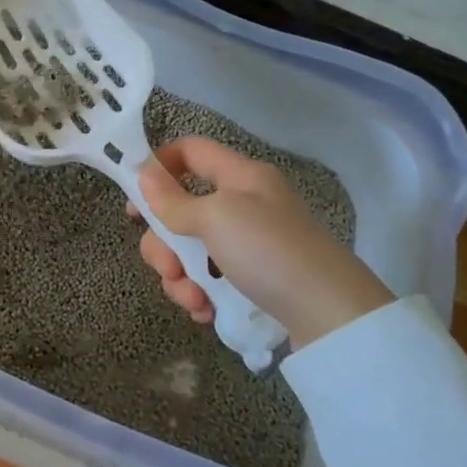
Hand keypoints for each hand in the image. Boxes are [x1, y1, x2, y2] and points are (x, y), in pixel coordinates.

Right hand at [131, 137, 394, 349]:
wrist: (332, 316)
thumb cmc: (270, 251)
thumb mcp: (216, 219)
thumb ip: (174, 200)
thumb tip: (144, 174)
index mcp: (240, 177)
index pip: (190, 151)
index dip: (158, 166)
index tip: (134, 200)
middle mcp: (244, 205)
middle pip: (182, 210)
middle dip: (164, 244)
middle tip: (168, 268)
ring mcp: (249, 244)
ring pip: (191, 251)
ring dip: (181, 277)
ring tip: (195, 301)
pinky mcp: (254, 280)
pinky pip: (211, 279)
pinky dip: (202, 295)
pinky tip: (207, 313)